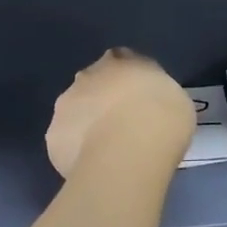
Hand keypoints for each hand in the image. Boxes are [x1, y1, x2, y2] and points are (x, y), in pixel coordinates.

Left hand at [46, 48, 194, 177]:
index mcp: (119, 61)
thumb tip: (150, 103)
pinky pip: (66, 142)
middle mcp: (87, 76)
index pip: (119, 61)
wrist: (128, 151)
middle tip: (121, 125)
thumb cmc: (161, 119)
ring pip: (75, 112)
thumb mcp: (174, 98)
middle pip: (92, 84)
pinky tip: (92, 166)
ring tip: (105, 151)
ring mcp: (66, 105)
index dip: (126, 80)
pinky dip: (75, 151)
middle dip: (102, 100)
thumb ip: (155, 94)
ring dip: (86, 124)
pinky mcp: (53, 137)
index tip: (137, 100)